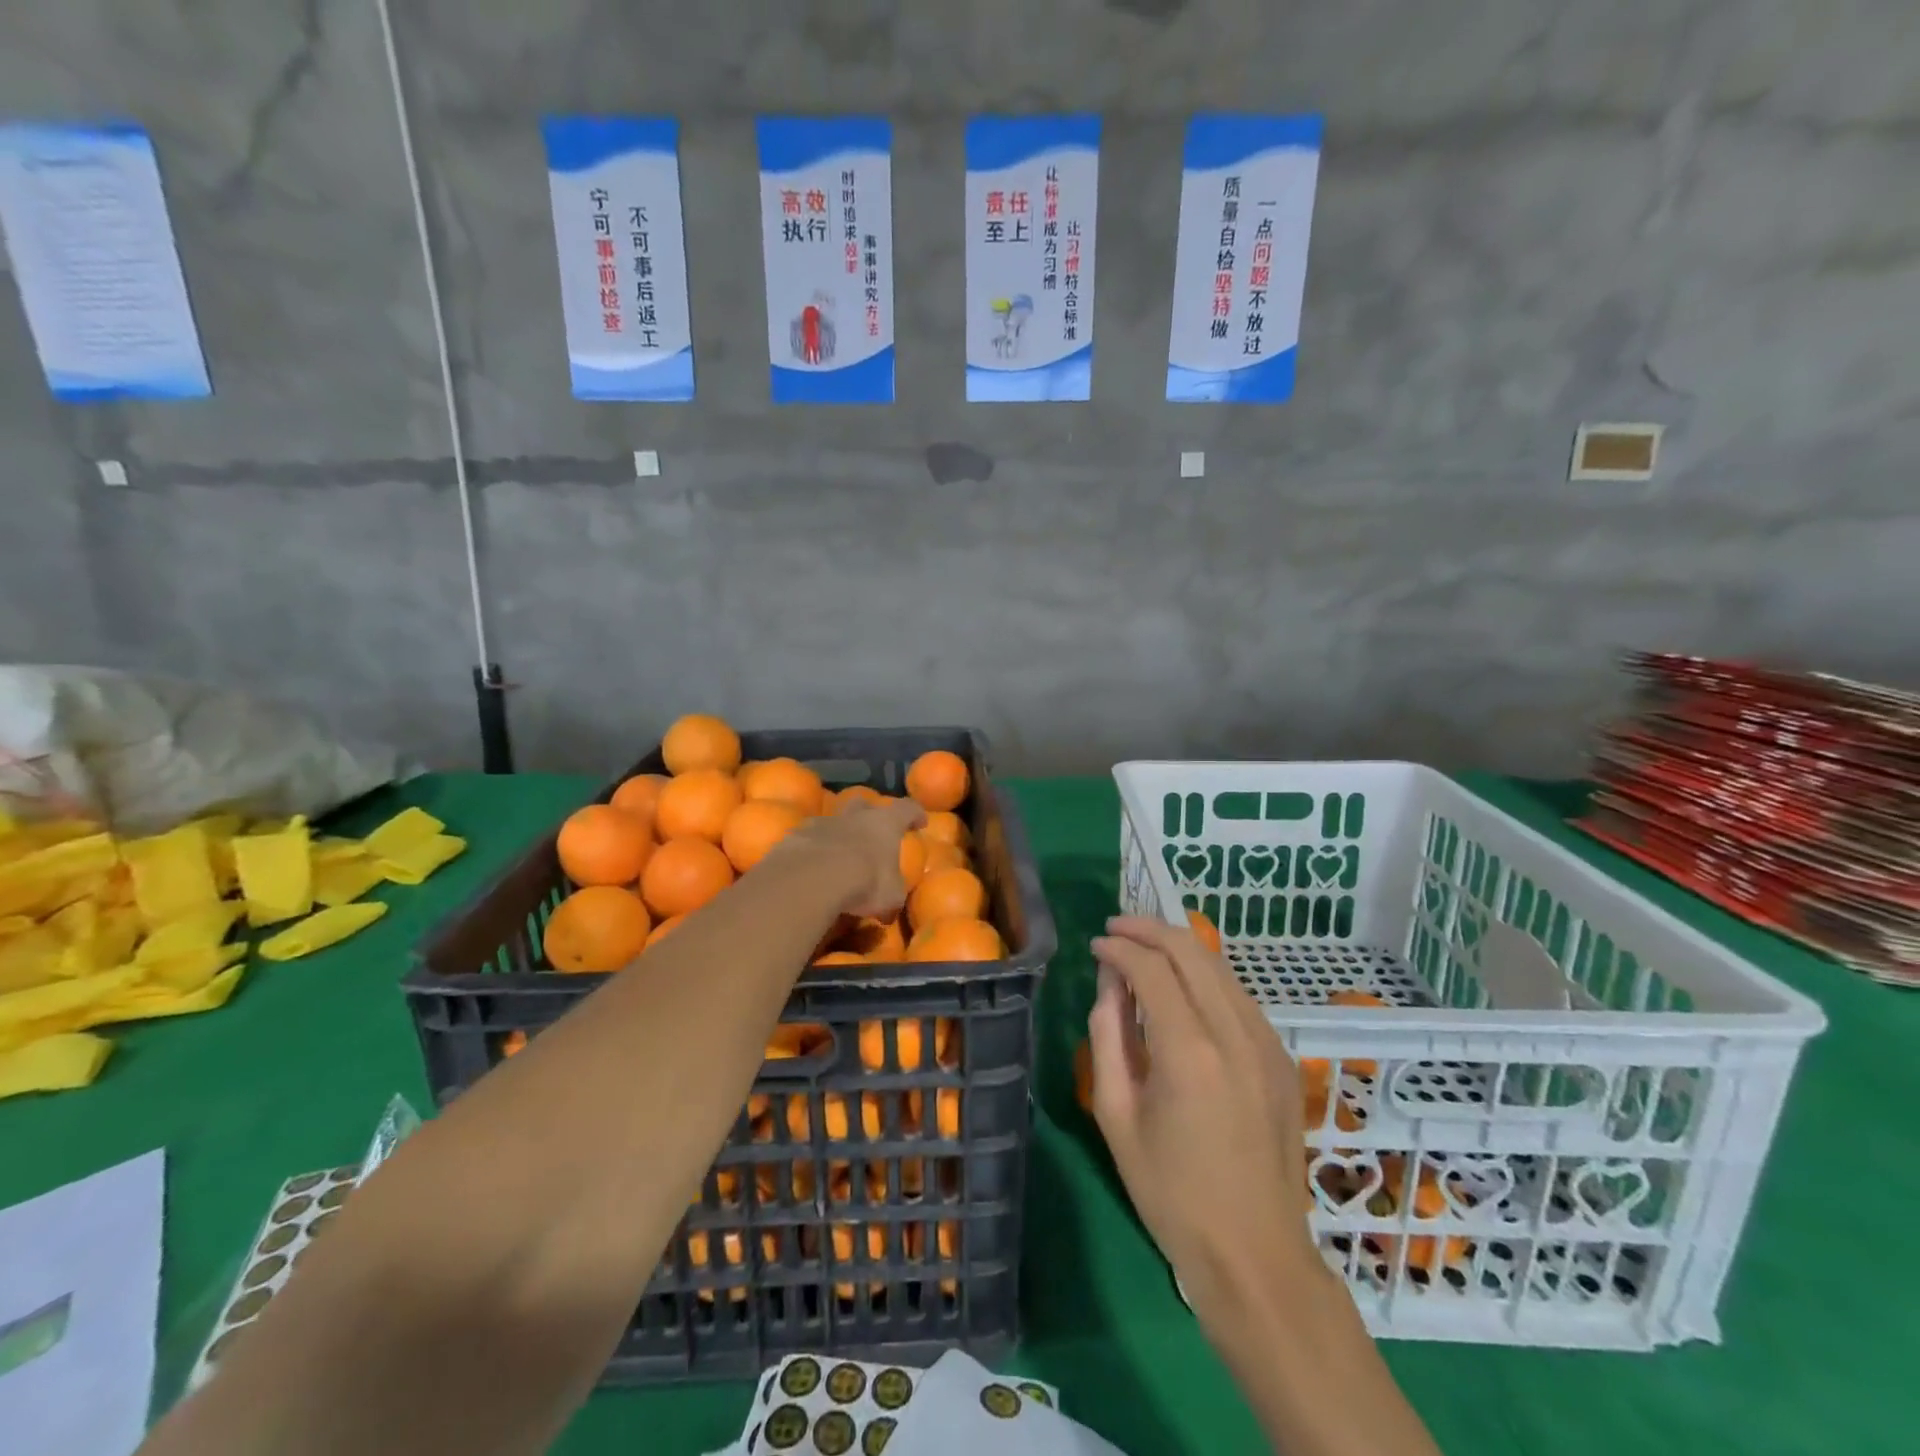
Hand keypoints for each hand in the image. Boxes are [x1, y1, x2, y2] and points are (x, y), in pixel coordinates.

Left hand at [776, 798, 926, 919]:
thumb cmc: (864, 882)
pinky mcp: (796, 834)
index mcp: (885, 824)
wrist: (812, 878)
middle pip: (865, 803)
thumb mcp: (890, 897)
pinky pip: (808, 838)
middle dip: (871, 813)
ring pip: (833, 819)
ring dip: (839, 832)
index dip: (915, 814)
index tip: (920, 822)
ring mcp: (823, 822)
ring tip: (839, 853)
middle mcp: (855, 816)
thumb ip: (892, 895)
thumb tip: (889, 908)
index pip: (907, 809)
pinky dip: (813, 848)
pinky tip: (811, 866)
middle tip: (873, 832)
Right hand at [1087, 915, 1320, 1324]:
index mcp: (1189, 1051)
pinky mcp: (1283, 1059)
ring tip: (1143, 948)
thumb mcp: (1116, 1115)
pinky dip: (1205, 977)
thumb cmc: (1170, 1193)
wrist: (1255, 1255)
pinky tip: (1183, 988)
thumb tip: (1109, 983)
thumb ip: (1108, 1036)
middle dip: (1149, 930)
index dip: (1118, 948)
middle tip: (1116, 929)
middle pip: (1192, 951)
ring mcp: (1267, 1044)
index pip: (1151, 968)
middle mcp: (1235, 1034)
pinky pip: (1238, 997)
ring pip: (1220, 967)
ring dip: (1179, 948)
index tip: (1095, 946)